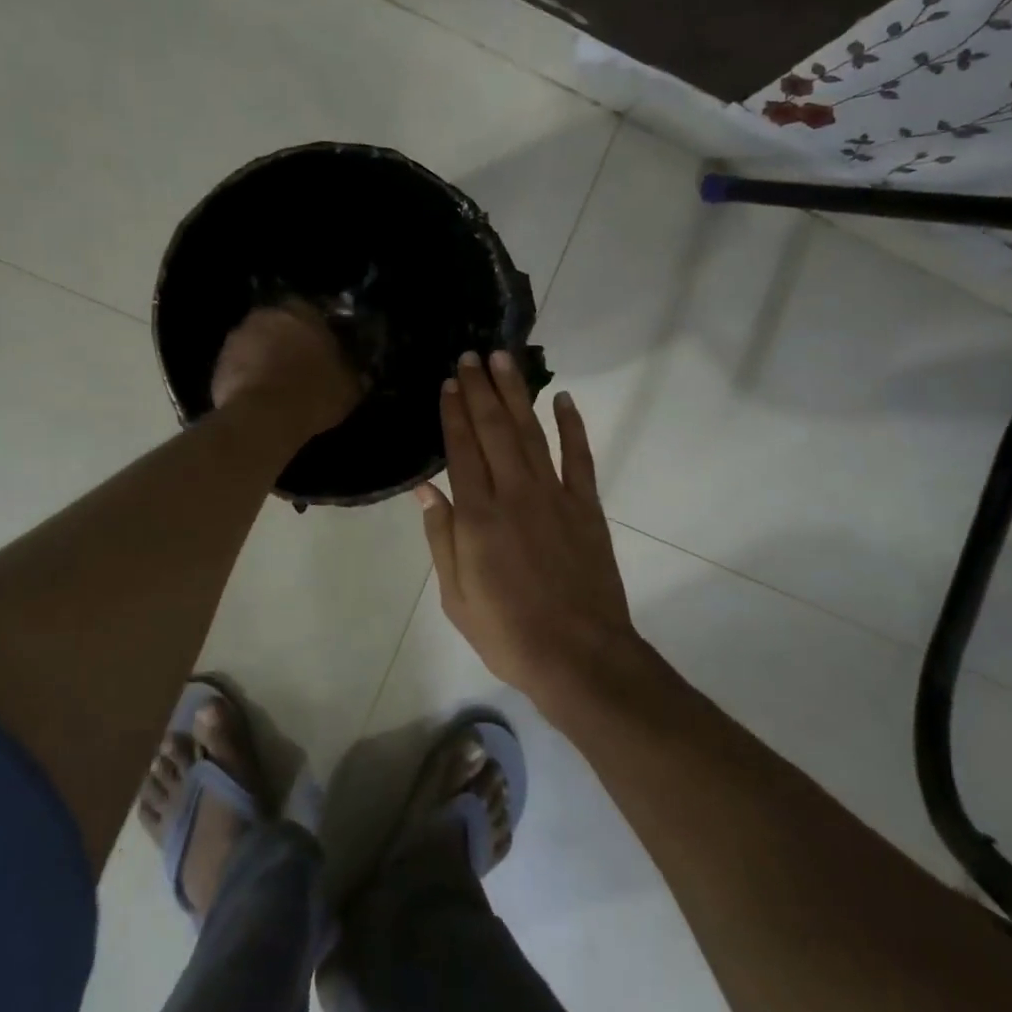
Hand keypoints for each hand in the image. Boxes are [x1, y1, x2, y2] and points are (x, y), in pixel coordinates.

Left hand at [211, 301, 362, 438]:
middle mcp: (266, 315)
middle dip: (289, 342)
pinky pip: (240, 367)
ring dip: (266, 358)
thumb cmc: (313, 393)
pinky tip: (260, 398)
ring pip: (257, 344)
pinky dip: (248, 377)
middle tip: (301, 367)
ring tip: (279, 385)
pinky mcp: (219, 364)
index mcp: (302, 312)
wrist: (263, 418)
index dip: (319, 332)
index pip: (313, 311)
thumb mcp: (349, 387)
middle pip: (280, 324)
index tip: (326, 351)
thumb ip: (351, 372)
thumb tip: (358, 374)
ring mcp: (237, 338)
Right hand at [416, 351, 645, 701]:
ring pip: (531, 433)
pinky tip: (563, 399)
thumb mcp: (456, 596)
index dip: (454, 413)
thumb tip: (425, 490)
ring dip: (517, 394)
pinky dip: (572, 426)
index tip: (449, 382)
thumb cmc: (508, 632)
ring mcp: (554, 497)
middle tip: (472, 355)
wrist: (579, 656)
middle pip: (494, 430)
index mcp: (478, 517)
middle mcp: (514, 495)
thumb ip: (442, 538)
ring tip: (505, 360)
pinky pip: (579, 457)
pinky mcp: (587, 507)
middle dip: (481, 389)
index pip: (462, 450)